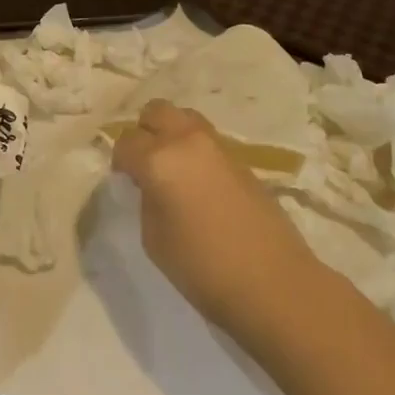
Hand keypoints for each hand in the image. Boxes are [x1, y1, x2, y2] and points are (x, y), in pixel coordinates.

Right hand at [111, 100, 319, 344]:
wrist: (274, 283)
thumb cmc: (203, 268)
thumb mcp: (154, 238)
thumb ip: (147, 199)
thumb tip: (151, 185)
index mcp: (159, 159)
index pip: (126, 142)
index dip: (120, 161)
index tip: (125, 182)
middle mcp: (187, 141)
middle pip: (156, 111)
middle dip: (145, 132)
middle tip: (145, 164)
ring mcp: (218, 146)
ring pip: (185, 118)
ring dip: (173, 135)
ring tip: (173, 170)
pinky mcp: (241, 160)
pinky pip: (208, 141)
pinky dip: (196, 151)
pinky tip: (199, 184)